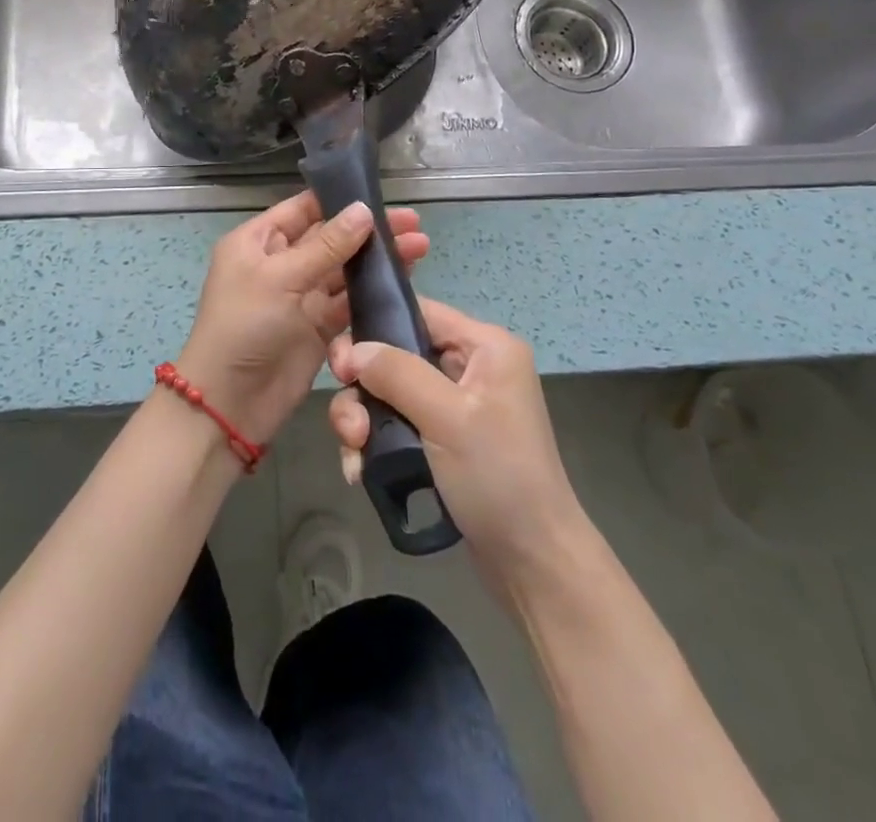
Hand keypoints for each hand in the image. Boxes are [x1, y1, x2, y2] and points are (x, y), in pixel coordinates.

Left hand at [178, 192, 427, 447]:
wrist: (230, 404)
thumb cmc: (245, 327)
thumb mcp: (281, 278)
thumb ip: (326, 246)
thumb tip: (364, 210)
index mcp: (258, 241)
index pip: (303, 209)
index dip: (340, 201)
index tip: (380, 196)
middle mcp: (280, 263)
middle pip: (330, 237)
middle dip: (369, 231)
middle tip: (413, 223)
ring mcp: (301, 296)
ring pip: (345, 269)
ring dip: (378, 260)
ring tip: (420, 246)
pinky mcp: (319, 326)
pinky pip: (349, 301)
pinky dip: (374, 291)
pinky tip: (404, 280)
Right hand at [327, 297, 588, 593]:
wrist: (533, 564)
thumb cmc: (498, 477)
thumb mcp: (447, 417)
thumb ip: (397, 373)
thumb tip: (352, 350)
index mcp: (485, 346)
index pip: (418, 312)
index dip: (374, 329)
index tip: (342, 366)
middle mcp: (471, 367)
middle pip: (396, 355)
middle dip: (364, 389)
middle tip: (349, 424)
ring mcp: (456, 406)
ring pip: (390, 393)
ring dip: (364, 420)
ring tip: (355, 454)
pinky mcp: (443, 440)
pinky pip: (397, 424)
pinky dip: (376, 443)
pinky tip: (361, 472)